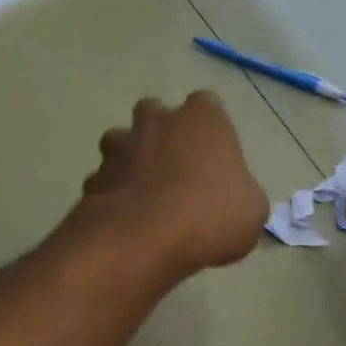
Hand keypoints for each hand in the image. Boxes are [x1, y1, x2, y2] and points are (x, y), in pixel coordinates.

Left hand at [79, 92, 267, 278]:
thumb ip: (241, 194)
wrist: (146, 239)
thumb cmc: (211, 216)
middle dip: (160, 134)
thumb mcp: (252, 211)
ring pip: (120, 142)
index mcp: (202, 119)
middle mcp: (157, 122)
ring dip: (129, 160)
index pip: (207, 105)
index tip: (213, 157)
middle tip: (174, 169)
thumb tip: (233, 200)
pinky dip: (111, 195)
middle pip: (154, 113)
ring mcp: (120, 148)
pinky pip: (103, 181)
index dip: (209, 130)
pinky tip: (123, 220)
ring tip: (143, 193)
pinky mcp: (94, 178)